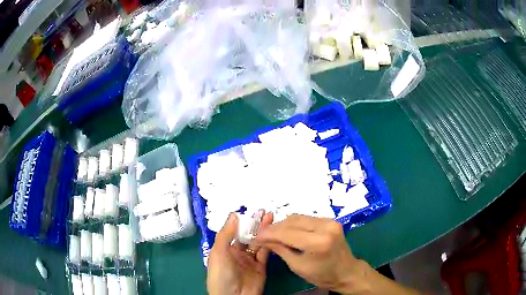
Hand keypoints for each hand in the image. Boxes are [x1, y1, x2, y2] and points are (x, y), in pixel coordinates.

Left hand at [207, 212, 273, 294]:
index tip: (251, 211)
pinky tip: (273, 233)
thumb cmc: (221, 275)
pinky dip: (269, 243)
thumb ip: (226, 234)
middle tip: (264, 212)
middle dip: (255, 224)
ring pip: (257, 243)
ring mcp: (250, 261)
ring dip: (263, 231)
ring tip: (271, 217)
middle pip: (247, 236)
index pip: (234, 232)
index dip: (242, 222)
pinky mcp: (261, 267)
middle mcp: (237, 254)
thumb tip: (234, 214)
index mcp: (224, 250)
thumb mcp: (219, 253)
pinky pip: (265, 253)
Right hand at [255, 214, 370, 293]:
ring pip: (298, 217)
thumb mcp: (297, 266)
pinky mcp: (331, 220)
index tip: (256, 236)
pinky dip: (294, 224)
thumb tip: (263, 238)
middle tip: (262, 235)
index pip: (287, 233)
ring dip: (284, 225)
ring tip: (273, 233)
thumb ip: (280, 249)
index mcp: (318, 242)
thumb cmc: (321, 275)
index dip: (269, 233)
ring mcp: (330, 221)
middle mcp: (325, 227)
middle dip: (275, 228)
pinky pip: (306, 219)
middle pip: (292, 221)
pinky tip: (287, 231)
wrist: (346, 271)